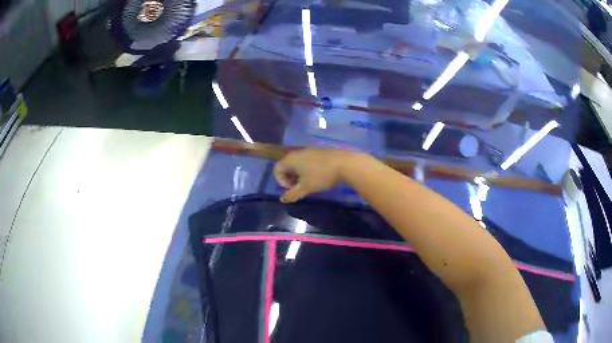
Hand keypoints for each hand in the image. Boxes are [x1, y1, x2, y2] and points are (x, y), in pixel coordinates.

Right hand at [274, 149, 351, 202]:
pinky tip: (317, 176)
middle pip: (286, 165)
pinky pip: (307, 160)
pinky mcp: (318, 151)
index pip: (277, 169)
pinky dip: (307, 169)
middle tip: (299, 187)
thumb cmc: (321, 176)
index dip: (281, 181)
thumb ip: (292, 194)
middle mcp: (297, 152)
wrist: (344, 163)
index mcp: (291, 159)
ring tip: (308, 183)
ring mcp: (308, 150)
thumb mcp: (305, 188)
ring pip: (297, 163)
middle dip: (289, 178)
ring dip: (299, 174)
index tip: (292, 188)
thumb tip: (282, 199)